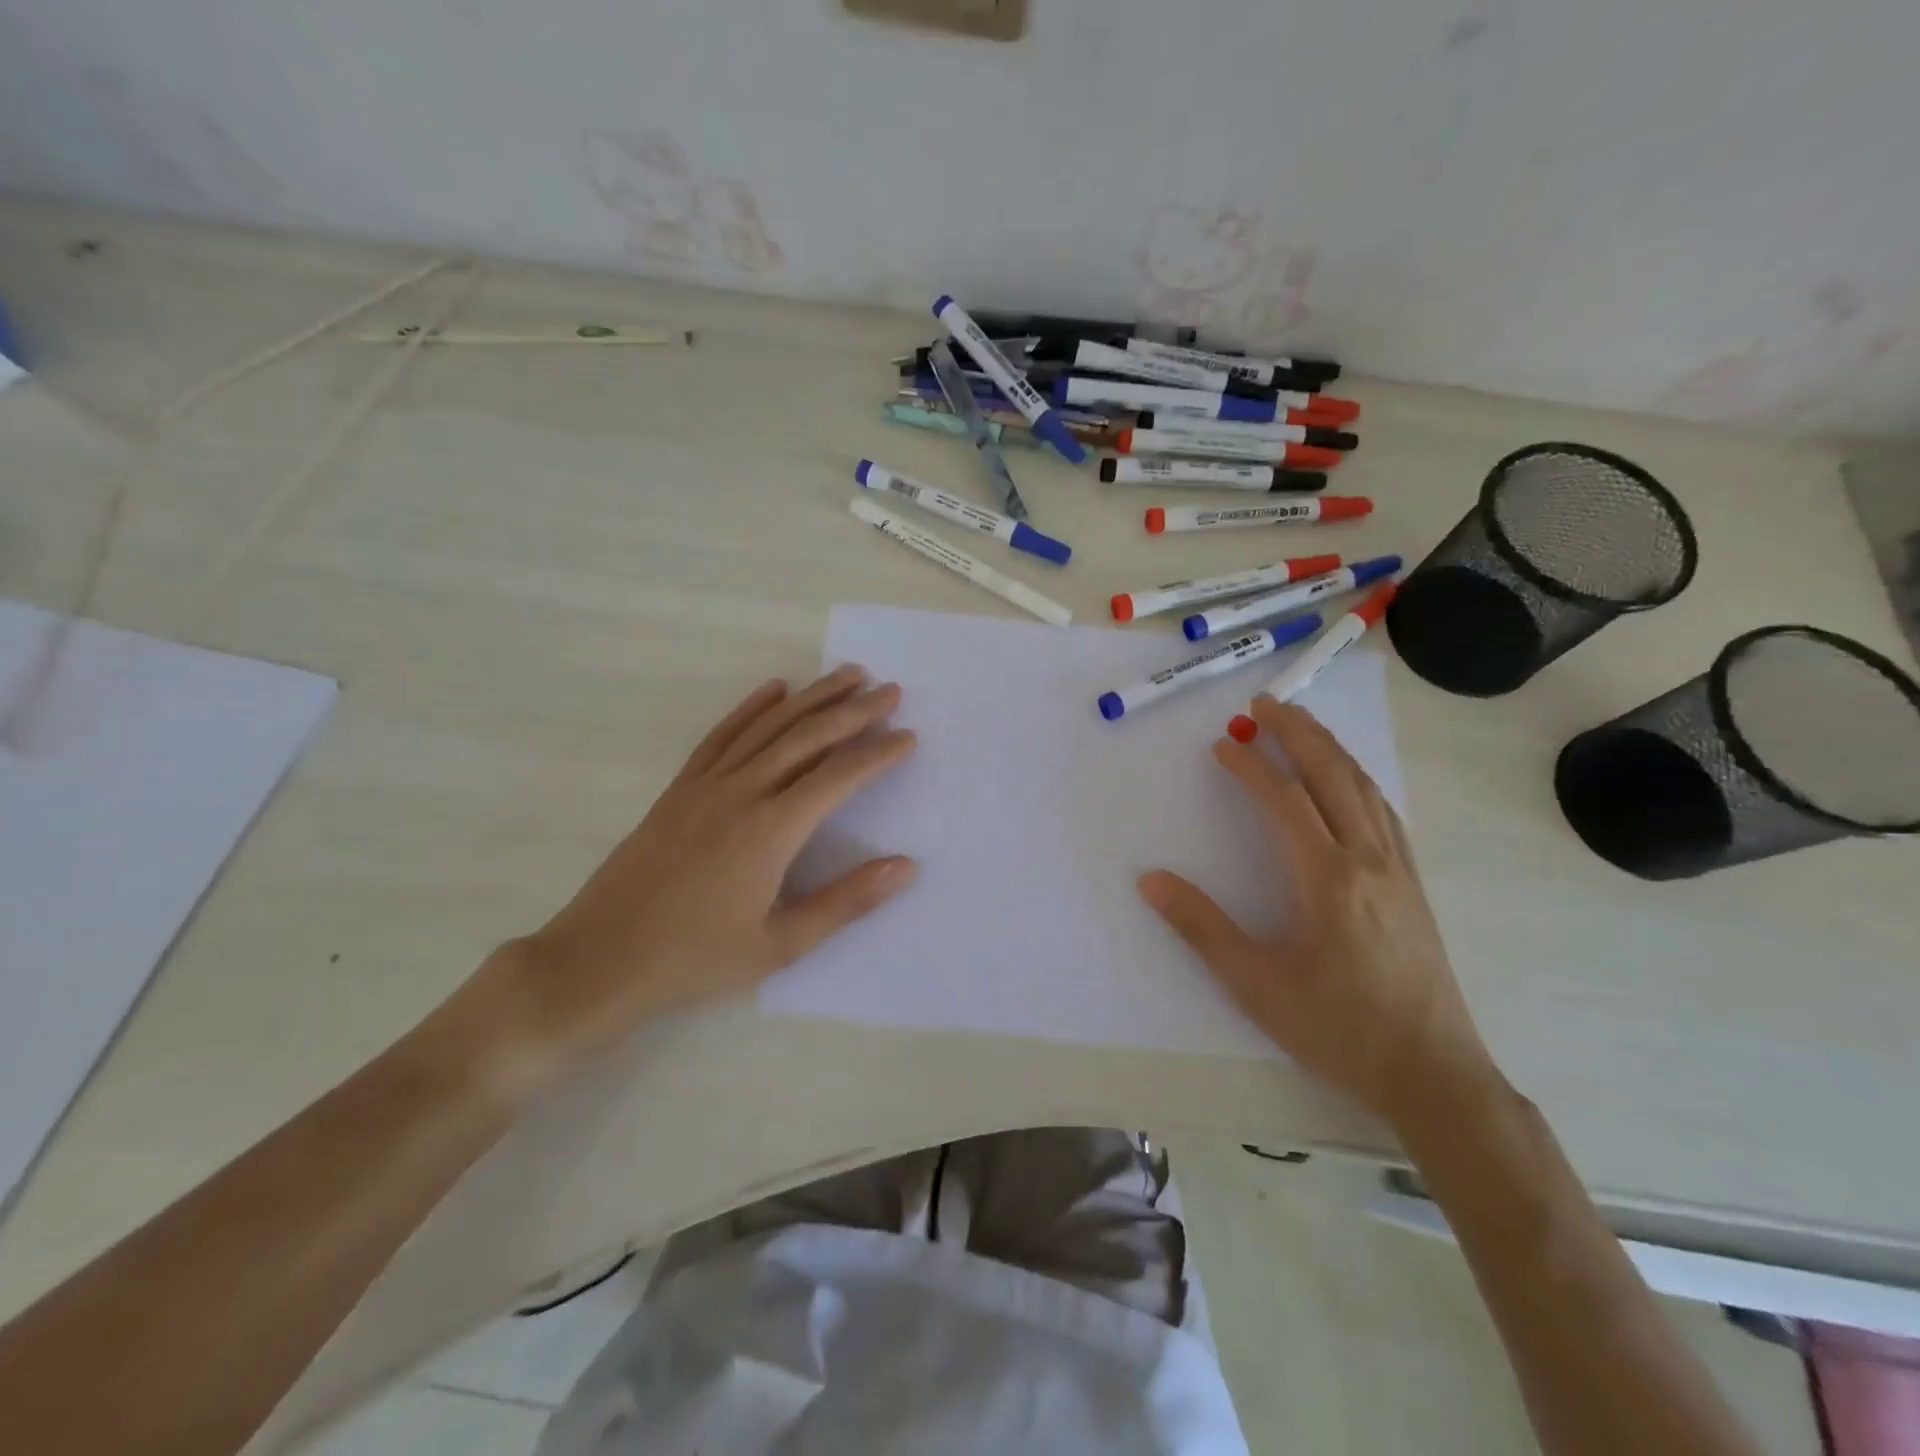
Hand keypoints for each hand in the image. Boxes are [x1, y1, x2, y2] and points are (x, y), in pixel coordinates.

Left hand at [442, 667, 915, 1098]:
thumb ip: (846, 902)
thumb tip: (906, 867)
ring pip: (768, 727)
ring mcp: (705, 785)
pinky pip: (722, 735)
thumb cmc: (696, 959)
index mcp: (771, 830)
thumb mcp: (780, 945)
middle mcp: (741, 793)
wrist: (599, 959)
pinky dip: (752, 708)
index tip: (908, 736)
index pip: (838, 776)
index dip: (878, 754)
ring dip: (812, 698)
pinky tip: (774, 690)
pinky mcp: (680, 789)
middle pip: (807, 737)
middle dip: (853, 712)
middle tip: (890, 691)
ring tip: (847, 676)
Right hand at [1138, 697, 1497, 1130]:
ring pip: (1365, 789)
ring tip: (1302, 726)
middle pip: (1333, 776)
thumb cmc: (1338, 1029)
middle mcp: (1368, 860)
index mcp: (1327, 878)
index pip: (1283, 800)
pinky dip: (1359, 781)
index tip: (1222, 743)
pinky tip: (1350, 783)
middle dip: (1297, 733)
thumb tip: (1151, 880)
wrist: (1433, 1075)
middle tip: (1264, 703)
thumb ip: (1201, 927)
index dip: (1250, 766)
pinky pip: (1386, 813)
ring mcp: (1400, 871)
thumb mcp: (1255, 984)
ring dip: (1331, 750)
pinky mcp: (1415, 887)